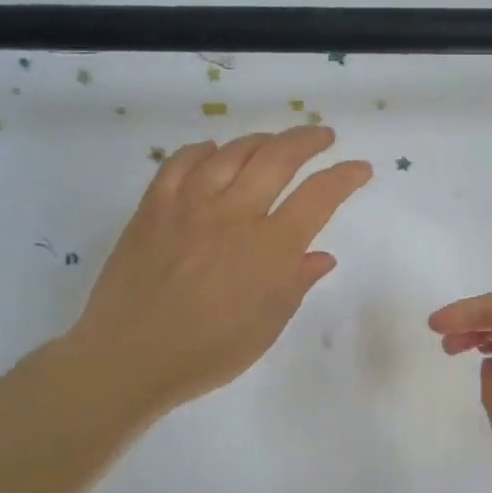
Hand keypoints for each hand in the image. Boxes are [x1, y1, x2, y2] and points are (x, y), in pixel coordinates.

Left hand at [61, 127, 371, 414]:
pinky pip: (180, 163)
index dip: (345, 177)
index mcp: (271, 247)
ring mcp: (190, 205)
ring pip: (231, 153)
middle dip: (307, 141)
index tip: (360, 168)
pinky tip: (212, 151)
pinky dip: (201, 151)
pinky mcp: (153, 208)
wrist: (130, 356)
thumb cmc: (210, 350)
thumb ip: (296, 282)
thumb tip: (321, 256)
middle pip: (278, 158)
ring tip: (274, 142)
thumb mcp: (268, 324)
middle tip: (322, 136)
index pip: (319, 196)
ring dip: (260, 140)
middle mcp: (234, 214)